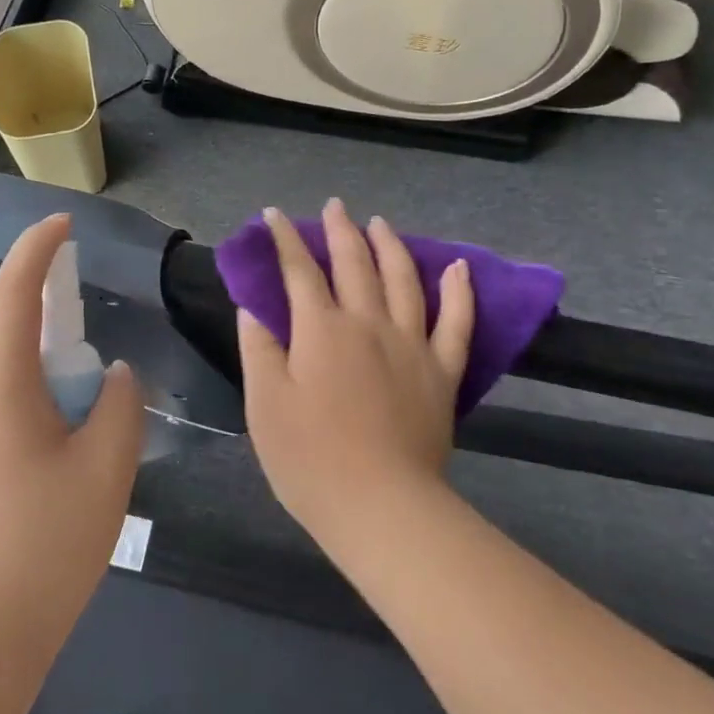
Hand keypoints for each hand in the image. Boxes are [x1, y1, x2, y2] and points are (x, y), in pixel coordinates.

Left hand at [0, 214, 144, 668]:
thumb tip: (113, 376)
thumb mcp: (106, 467)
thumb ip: (119, 405)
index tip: (64, 223)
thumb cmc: (44, 544)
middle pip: (8, 330)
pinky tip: (59, 443)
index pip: (15, 290)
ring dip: (44, 365)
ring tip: (86, 398)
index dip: (39, 248)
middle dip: (50, 315)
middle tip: (94, 329)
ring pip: (3, 372)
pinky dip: (30, 398)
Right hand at [236, 201, 474, 547]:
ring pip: (403, 281)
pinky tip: (458, 268)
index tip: (274, 216)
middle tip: (334, 207)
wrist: (380, 506)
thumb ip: (258, 348)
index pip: (299, 272)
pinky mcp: (442, 372)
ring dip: (390, 247)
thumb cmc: (309, 459)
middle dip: (340, 231)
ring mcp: (411, 345)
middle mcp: (368, 324)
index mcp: (321, 330)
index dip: (285, 240)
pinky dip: (459, 293)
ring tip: (380, 224)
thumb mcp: (264, 404)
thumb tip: (254, 306)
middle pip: (354, 265)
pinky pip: (457, 324)